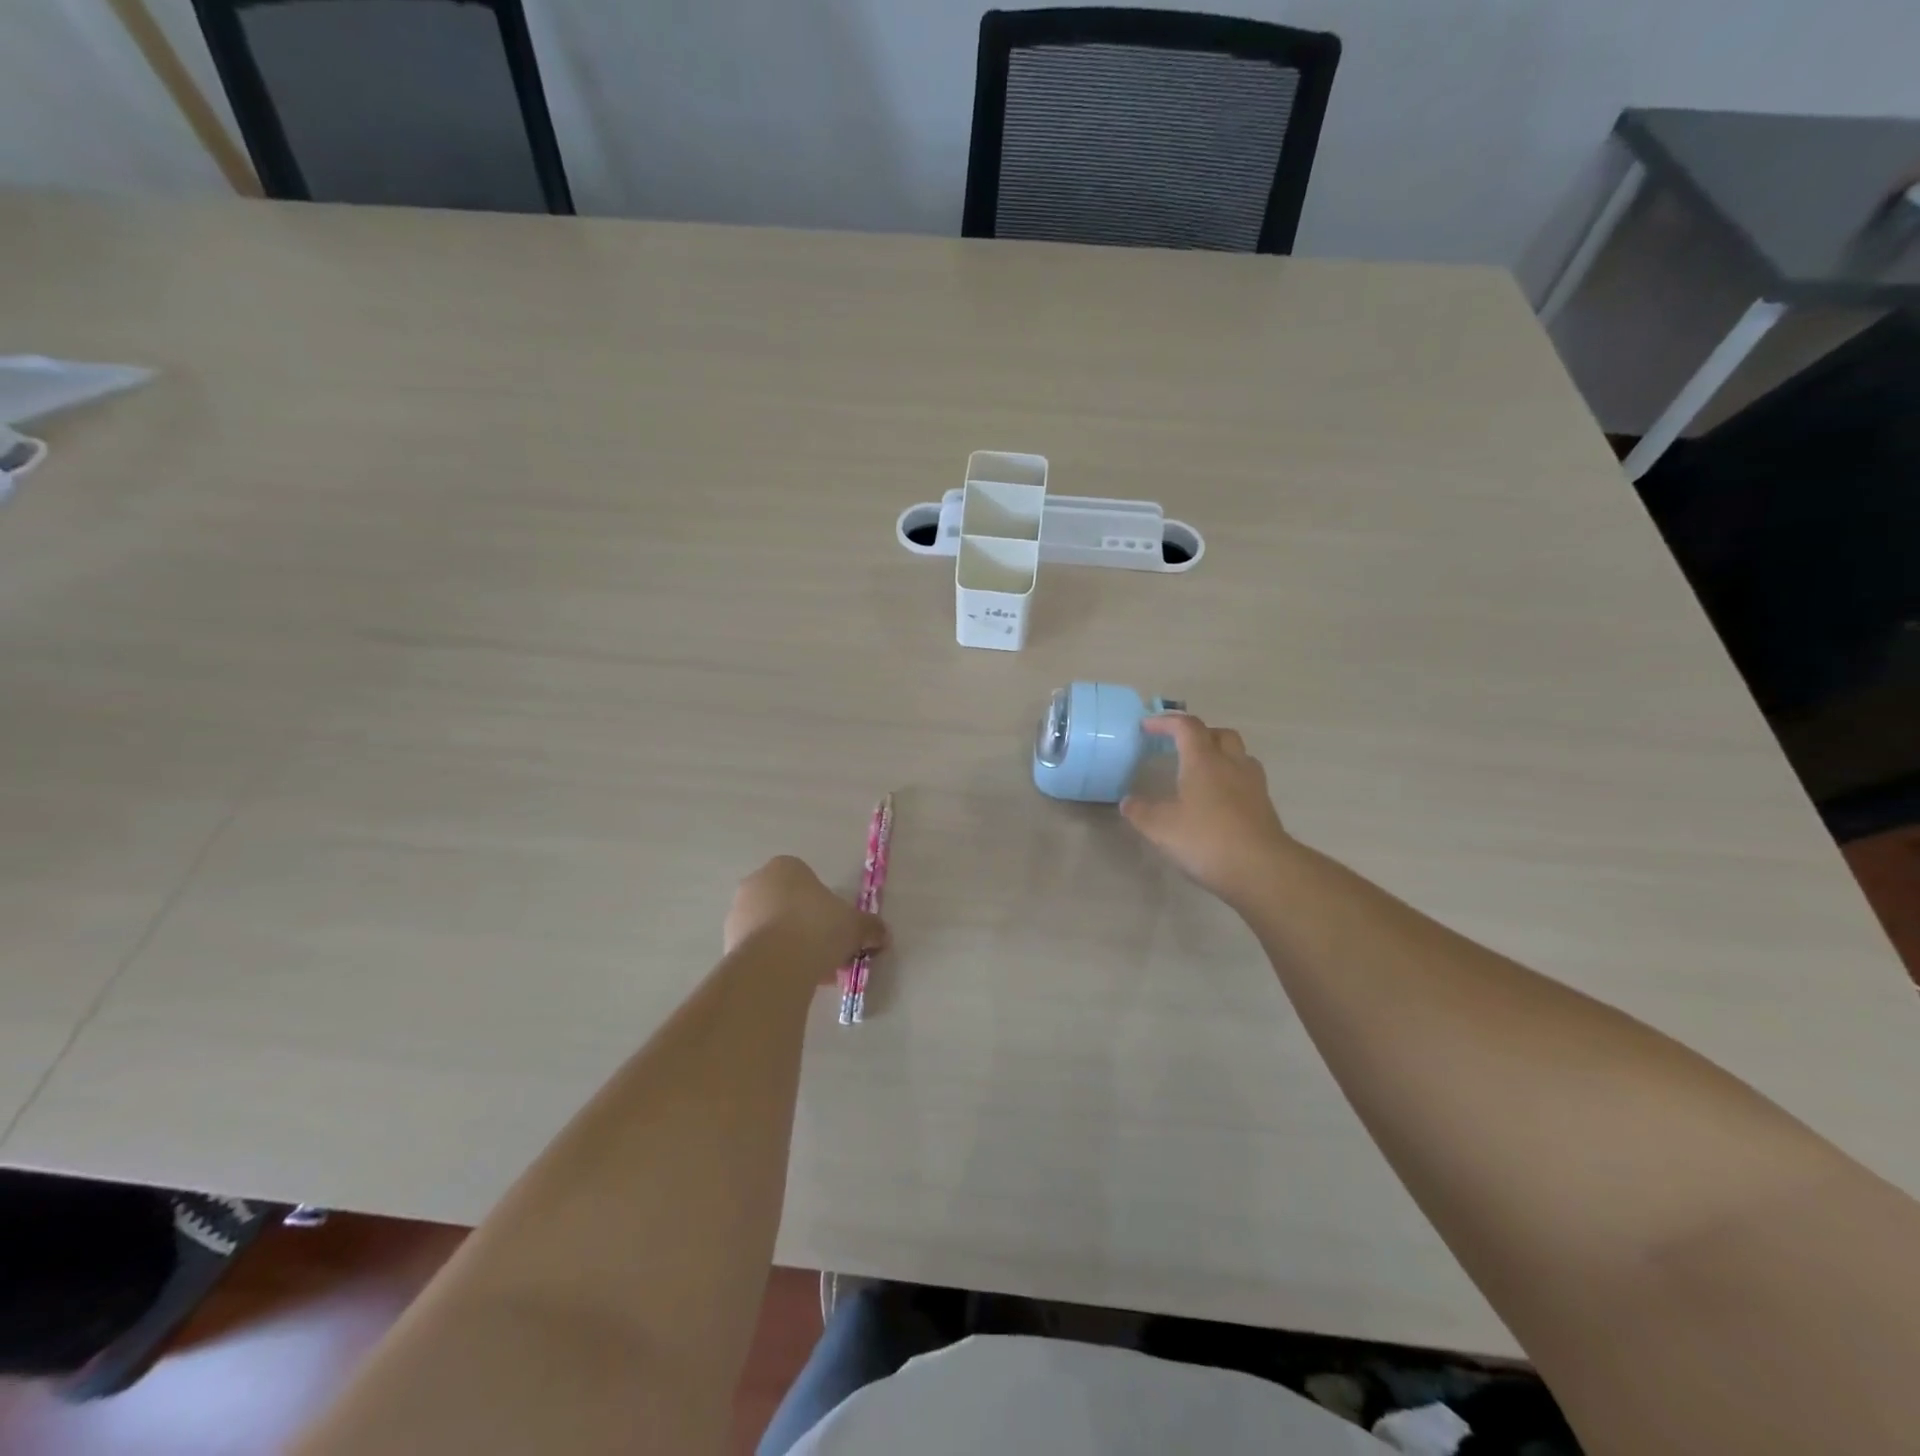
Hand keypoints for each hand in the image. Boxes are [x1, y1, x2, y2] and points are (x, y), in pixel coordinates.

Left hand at [724, 856, 888, 977]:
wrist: (774, 965)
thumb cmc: (818, 928)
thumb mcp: (855, 925)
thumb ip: (870, 927)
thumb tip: (882, 934)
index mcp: (785, 867)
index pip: (808, 882)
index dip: (826, 907)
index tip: (837, 930)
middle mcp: (756, 884)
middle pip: (788, 905)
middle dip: (806, 927)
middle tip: (827, 951)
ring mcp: (737, 914)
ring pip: (772, 929)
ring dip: (790, 947)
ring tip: (812, 973)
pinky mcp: (727, 945)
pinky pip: (758, 951)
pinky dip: (774, 963)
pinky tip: (792, 981)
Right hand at [1121, 714, 1294, 905]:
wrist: (1262, 870)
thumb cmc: (1206, 840)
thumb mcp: (1161, 828)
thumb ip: (1141, 812)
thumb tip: (1128, 802)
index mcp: (1204, 761)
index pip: (1186, 726)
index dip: (1165, 722)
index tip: (1146, 726)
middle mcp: (1231, 764)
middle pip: (1219, 734)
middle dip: (1198, 734)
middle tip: (1179, 746)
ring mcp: (1253, 785)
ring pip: (1238, 755)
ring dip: (1219, 754)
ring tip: (1200, 771)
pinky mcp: (1264, 806)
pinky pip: (1246, 779)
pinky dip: (1230, 779)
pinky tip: (1218, 800)